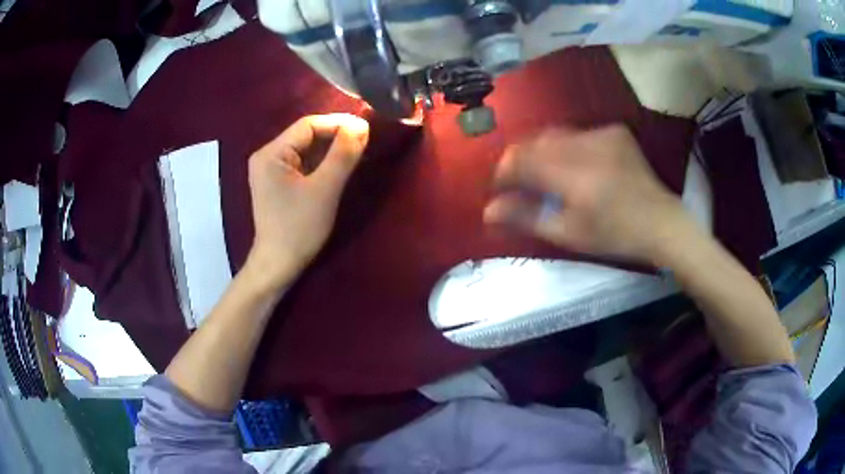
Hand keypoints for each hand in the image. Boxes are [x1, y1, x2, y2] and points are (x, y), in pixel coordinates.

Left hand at [245, 114, 369, 290]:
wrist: (279, 265)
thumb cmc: (299, 228)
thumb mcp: (325, 189)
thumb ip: (343, 154)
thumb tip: (361, 125)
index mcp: (271, 153)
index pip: (308, 125)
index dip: (338, 123)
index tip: (366, 129)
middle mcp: (267, 156)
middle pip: (306, 135)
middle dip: (336, 136)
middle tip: (365, 141)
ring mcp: (271, 170)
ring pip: (307, 149)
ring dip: (332, 149)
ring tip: (357, 152)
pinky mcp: (278, 182)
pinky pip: (303, 163)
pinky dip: (323, 163)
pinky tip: (340, 166)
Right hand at [484, 125, 692, 263]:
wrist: (661, 222)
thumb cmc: (614, 236)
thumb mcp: (568, 233)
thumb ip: (526, 217)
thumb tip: (488, 211)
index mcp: (573, 175)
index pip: (520, 160)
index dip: (503, 172)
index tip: (500, 188)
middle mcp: (585, 145)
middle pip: (535, 142)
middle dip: (521, 161)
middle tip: (520, 184)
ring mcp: (602, 134)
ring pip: (554, 134)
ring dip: (542, 152)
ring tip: (545, 175)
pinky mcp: (614, 131)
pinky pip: (577, 133)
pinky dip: (566, 147)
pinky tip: (575, 166)